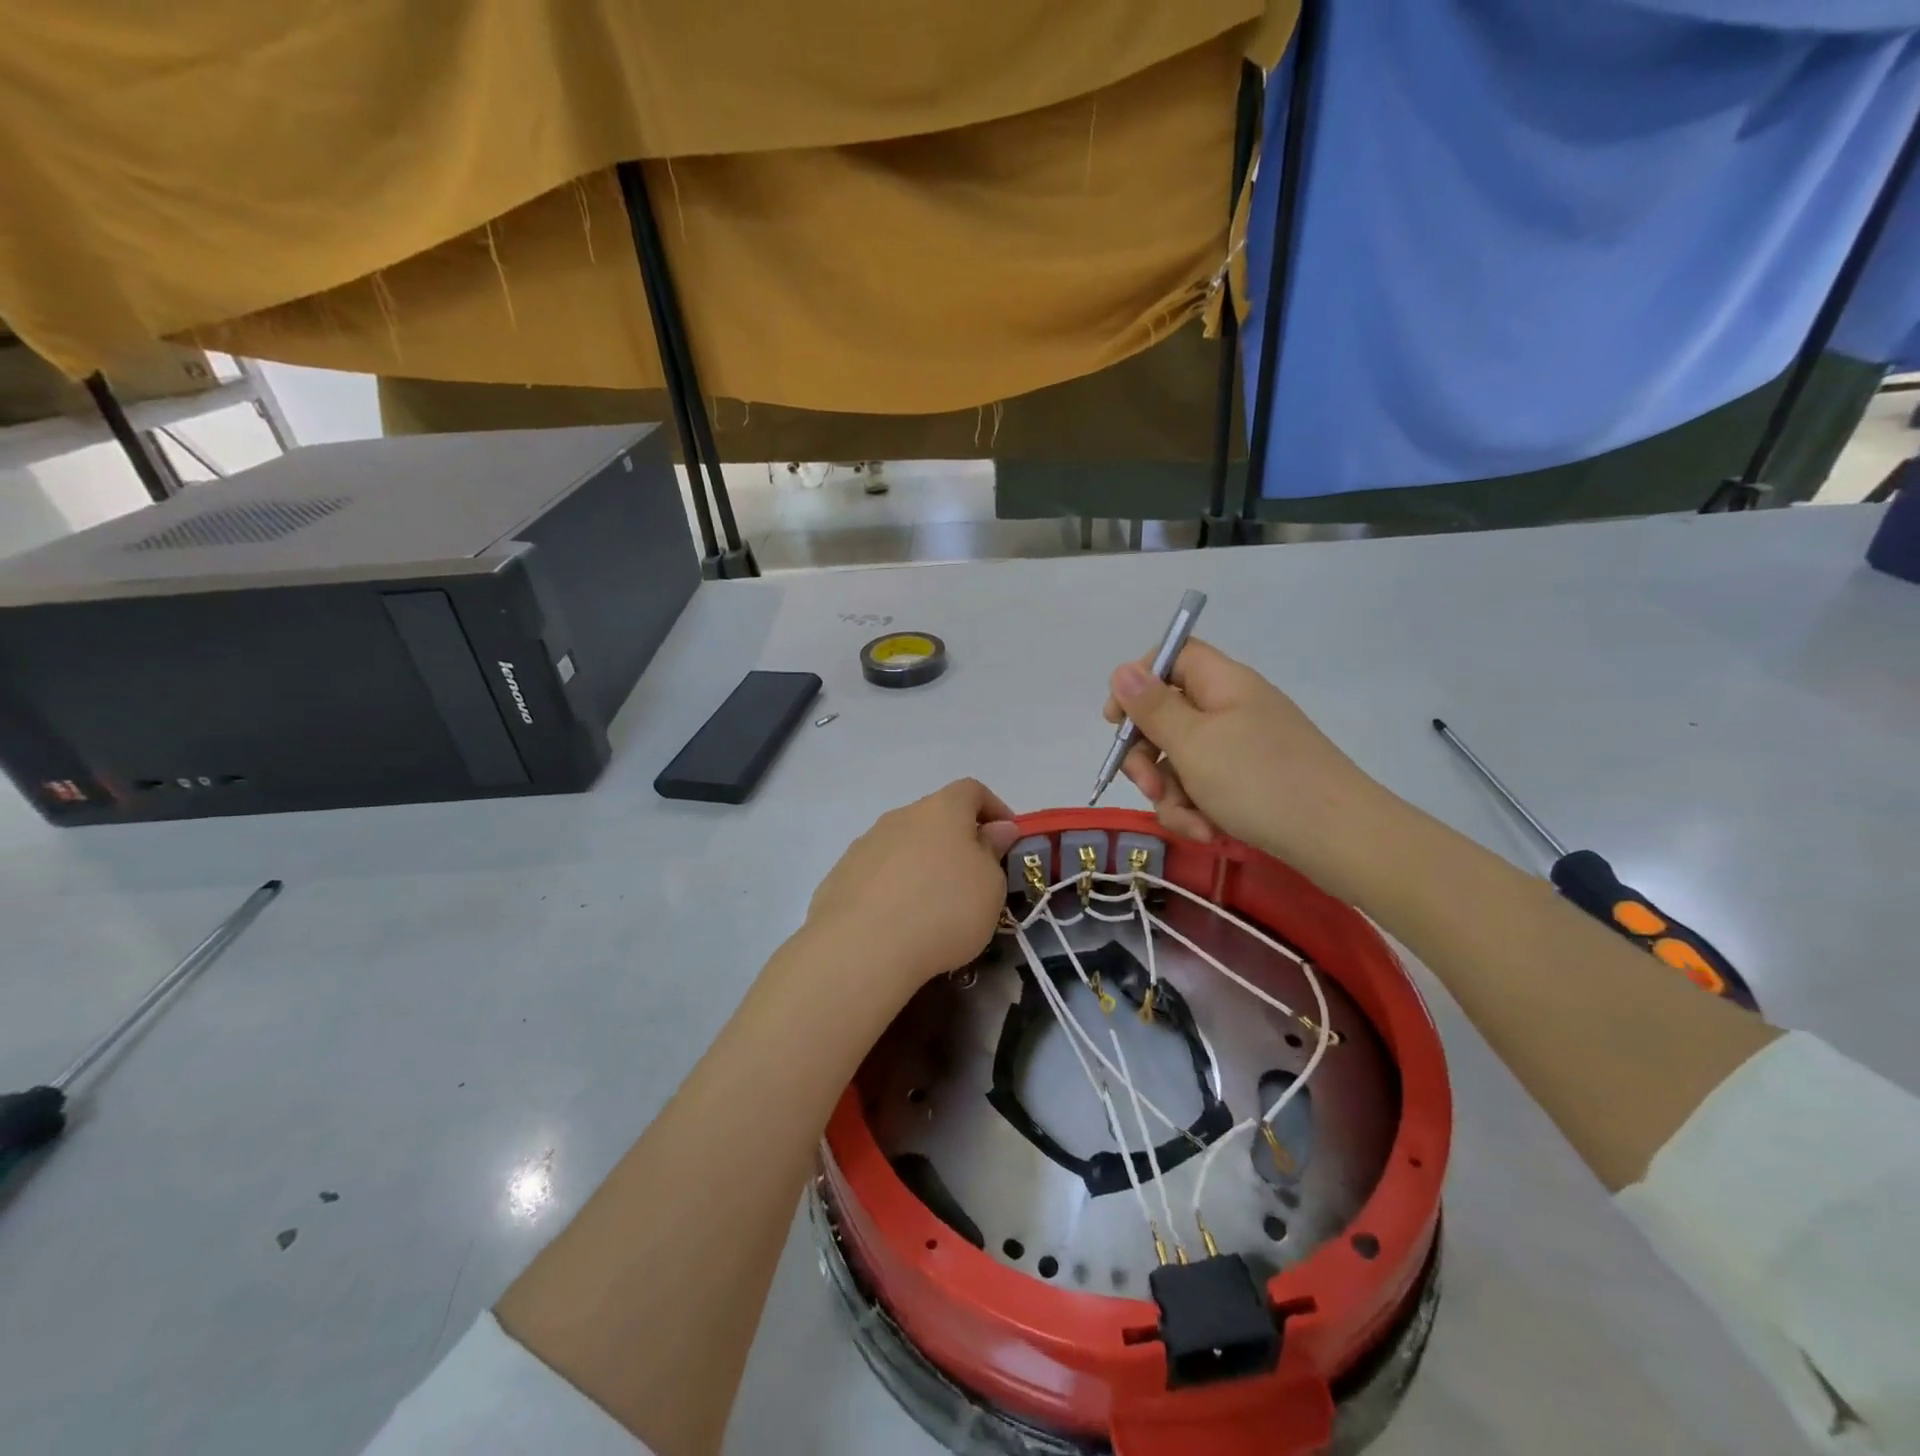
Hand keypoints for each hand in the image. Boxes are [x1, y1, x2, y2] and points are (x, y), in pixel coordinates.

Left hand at [805, 779, 1021, 995]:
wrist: (861, 949)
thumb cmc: (943, 910)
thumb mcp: (990, 886)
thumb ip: (993, 852)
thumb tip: (996, 829)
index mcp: (942, 810)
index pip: (972, 790)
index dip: (994, 809)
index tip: (1007, 839)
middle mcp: (900, 817)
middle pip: (935, 818)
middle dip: (956, 842)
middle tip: (973, 880)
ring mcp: (865, 845)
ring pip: (903, 846)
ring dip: (922, 866)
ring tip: (933, 908)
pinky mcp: (840, 876)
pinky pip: (877, 875)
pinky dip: (893, 889)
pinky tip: (898, 924)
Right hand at [1103, 640, 1392, 892]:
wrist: (1342, 839)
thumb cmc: (1260, 782)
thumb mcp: (1194, 743)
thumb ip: (1152, 707)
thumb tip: (1123, 669)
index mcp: (1222, 684)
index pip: (1171, 657)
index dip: (1137, 682)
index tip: (1116, 722)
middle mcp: (1232, 709)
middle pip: (1167, 716)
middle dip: (1148, 756)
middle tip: (1150, 787)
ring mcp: (1244, 747)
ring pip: (1182, 760)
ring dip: (1173, 794)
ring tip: (1191, 824)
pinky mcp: (1252, 782)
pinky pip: (1206, 787)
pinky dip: (1198, 810)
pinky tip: (1207, 833)